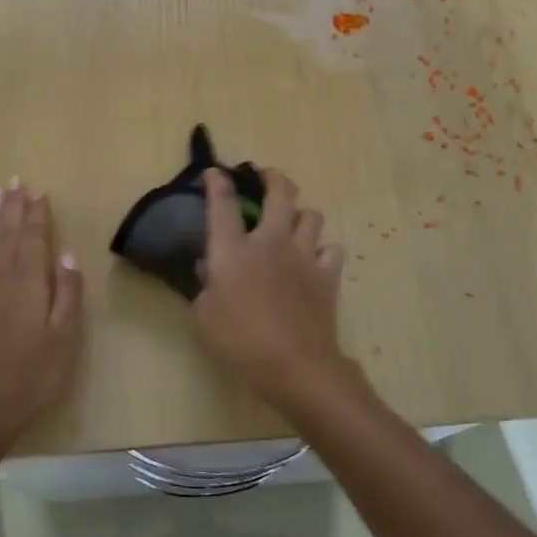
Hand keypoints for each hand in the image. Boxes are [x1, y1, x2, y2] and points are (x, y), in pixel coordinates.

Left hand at [0, 178, 84, 440]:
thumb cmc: (34, 374)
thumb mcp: (64, 336)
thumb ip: (66, 293)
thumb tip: (66, 255)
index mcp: (30, 283)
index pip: (35, 239)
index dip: (38, 215)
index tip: (40, 192)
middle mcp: (1, 279)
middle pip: (8, 236)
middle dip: (13, 207)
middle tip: (15, 181)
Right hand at [194, 168, 368, 414]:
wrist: (295, 364)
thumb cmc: (240, 341)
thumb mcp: (204, 316)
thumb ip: (204, 287)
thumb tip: (210, 270)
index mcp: (233, 250)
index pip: (222, 204)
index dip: (217, 182)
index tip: (214, 172)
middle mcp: (270, 242)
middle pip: (279, 193)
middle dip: (272, 178)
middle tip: (266, 177)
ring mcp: (304, 256)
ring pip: (311, 215)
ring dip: (300, 214)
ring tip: (293, 222)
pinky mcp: (327, 275)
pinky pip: (332, 250)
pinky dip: (324, 251)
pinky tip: (315, 261)